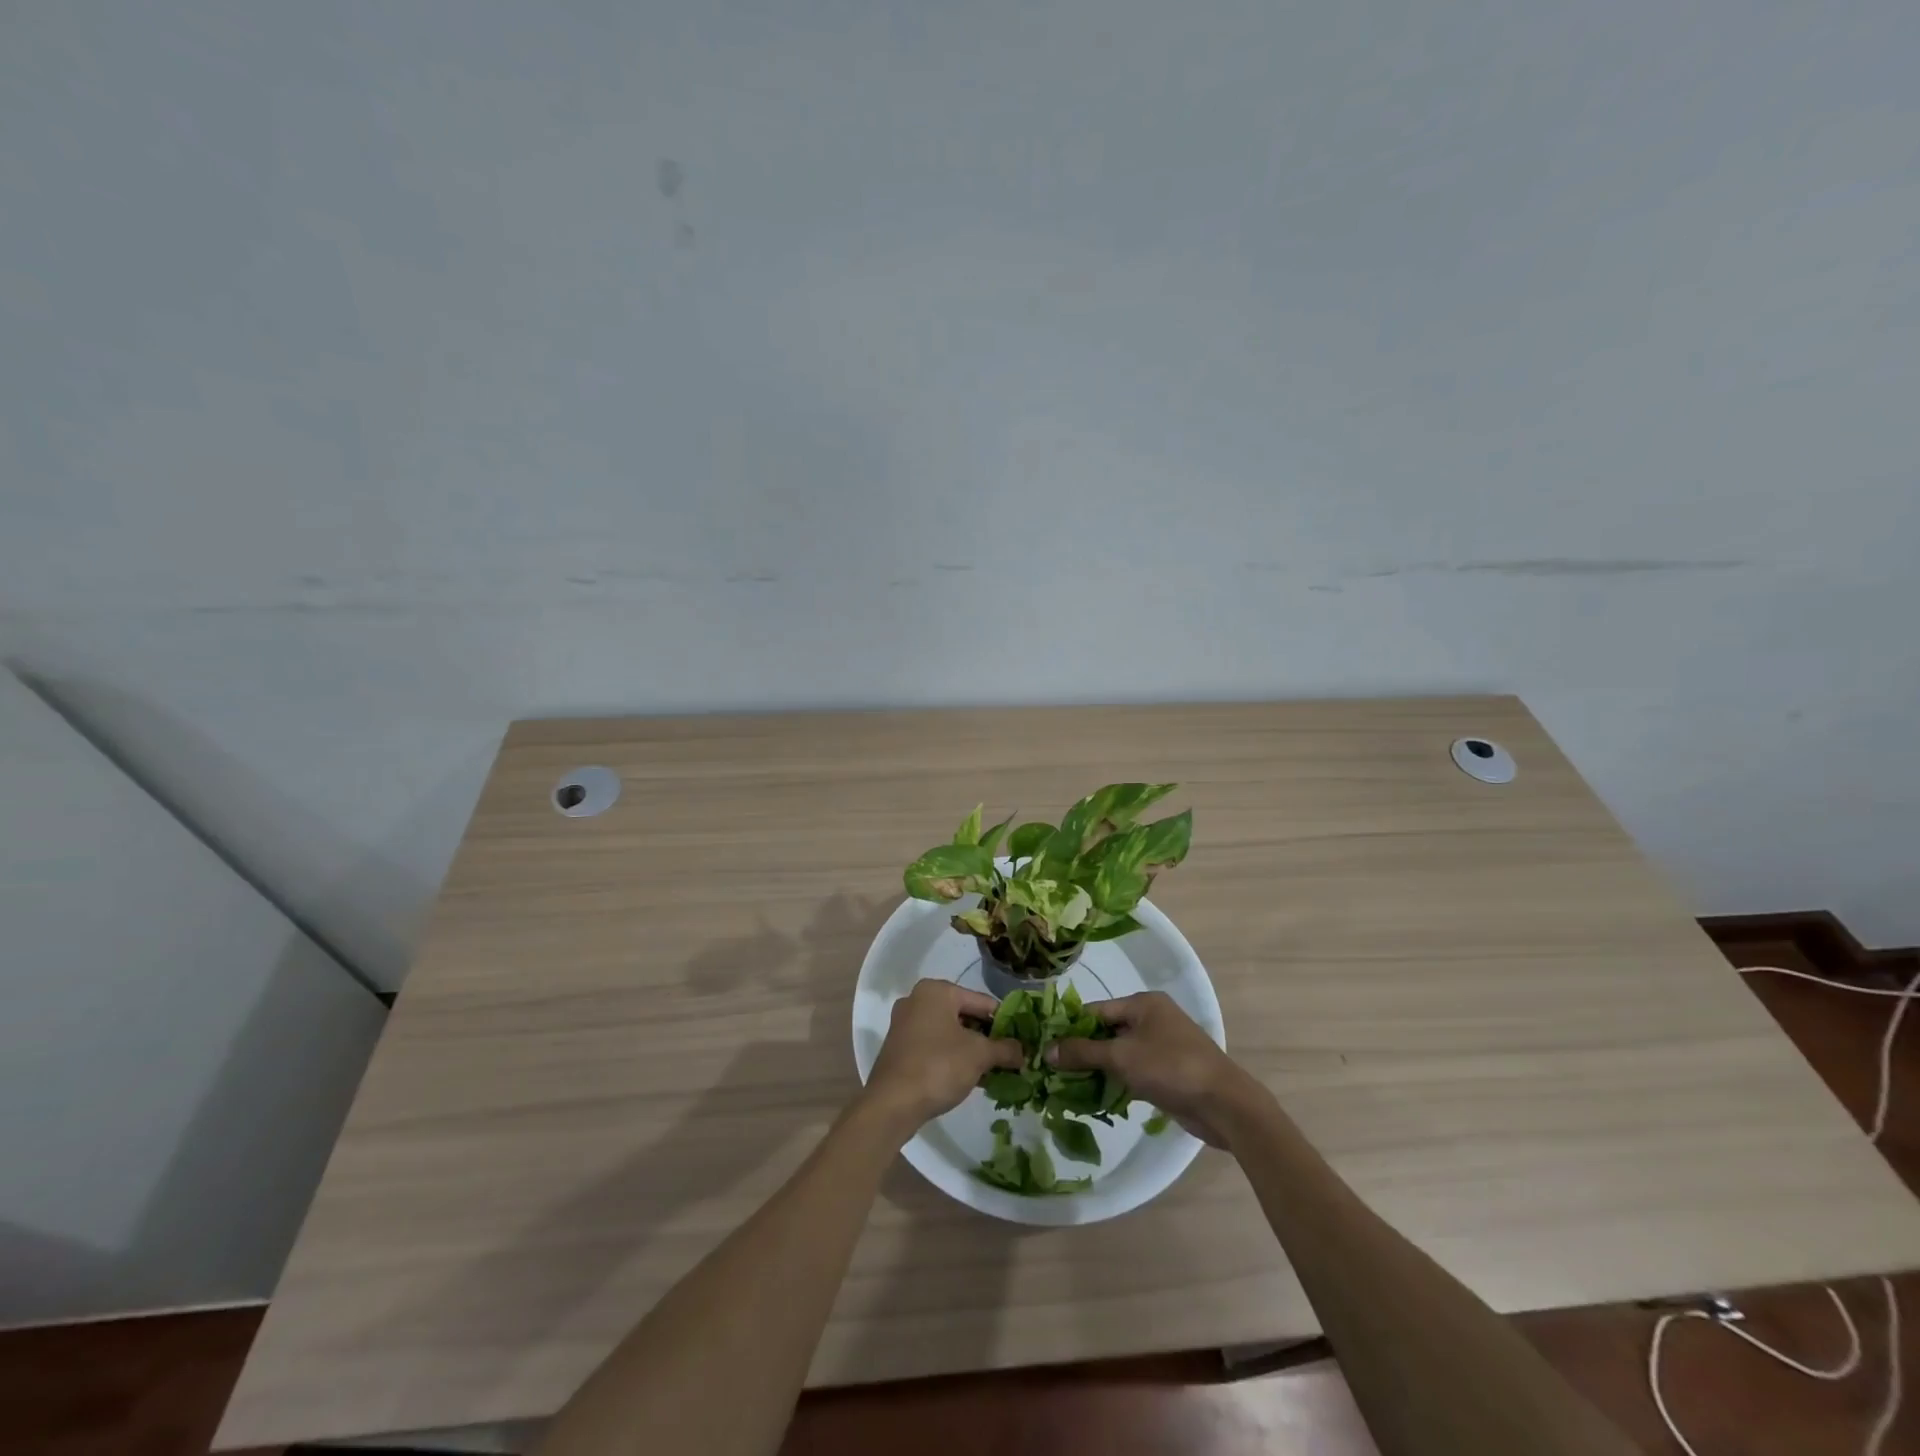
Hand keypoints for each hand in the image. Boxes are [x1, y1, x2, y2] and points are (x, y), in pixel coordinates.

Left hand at [864, 980, 1023, 1133]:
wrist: (892, 1104)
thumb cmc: (938, 1066)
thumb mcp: (979, 1055)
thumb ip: (1005, 1048)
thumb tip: (1024, 1051)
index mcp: (937, 990)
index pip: (982, 1002)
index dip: (1005, 1022)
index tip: (1022, 1042)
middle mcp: (918, 1000)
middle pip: (965, 1016)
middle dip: (987, 1038)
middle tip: (1009, 1058)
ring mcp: (906, 1024)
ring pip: (950, 1033)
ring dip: (972, 1051)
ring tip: (994, 1072)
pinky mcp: (900, 1047)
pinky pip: (935, 1046)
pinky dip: (954, 1058)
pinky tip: (971, 1078)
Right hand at [1048, 991, 1267, 1147]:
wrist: (1224, 1104)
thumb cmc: (1171, 1067)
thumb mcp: (1121, 1057)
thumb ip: (1083, 1052)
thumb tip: (1047, 1049)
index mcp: (1143, 1003)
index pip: (1096, 1010)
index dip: (1070, 1027)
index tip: (1046, 1046)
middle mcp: (1153, 1018)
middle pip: (1107, 1030)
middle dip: (1083, 1050)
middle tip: (1053, 1069)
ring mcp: (1162, 1046)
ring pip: (1120, 1053)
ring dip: (1098, 1068)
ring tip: (1067, 1086)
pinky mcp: (1169, 1071)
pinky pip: (1133, 1070)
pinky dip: (1117, 1081)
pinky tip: (1096, 1097)